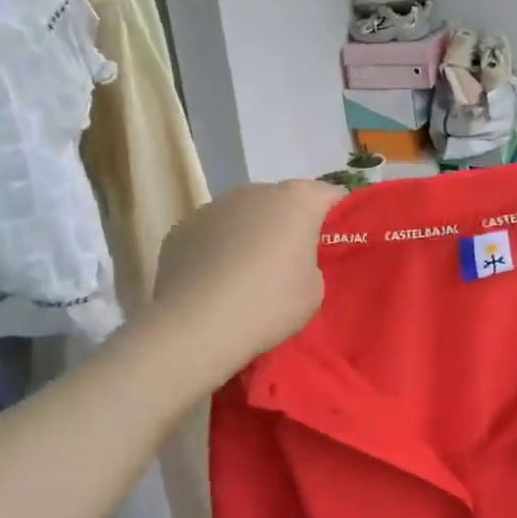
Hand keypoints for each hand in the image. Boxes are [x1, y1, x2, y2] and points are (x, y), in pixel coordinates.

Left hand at [153, 179, 343, 365]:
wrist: (196, 326)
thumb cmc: (269, 304)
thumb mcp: (315, 291)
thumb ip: (311, 263)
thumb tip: (291, 260)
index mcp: (296, 200)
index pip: (328, 195)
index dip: (335, 219)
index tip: (332, 246)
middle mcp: (255, 191)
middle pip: (282, 202)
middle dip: (288, 226)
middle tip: (289, 265)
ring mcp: (213, 206)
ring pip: (244, 216)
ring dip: (250, 236)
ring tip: (245, 277)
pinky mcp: (181, 229)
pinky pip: (211, 235)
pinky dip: (217, 250)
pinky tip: (214, 283)